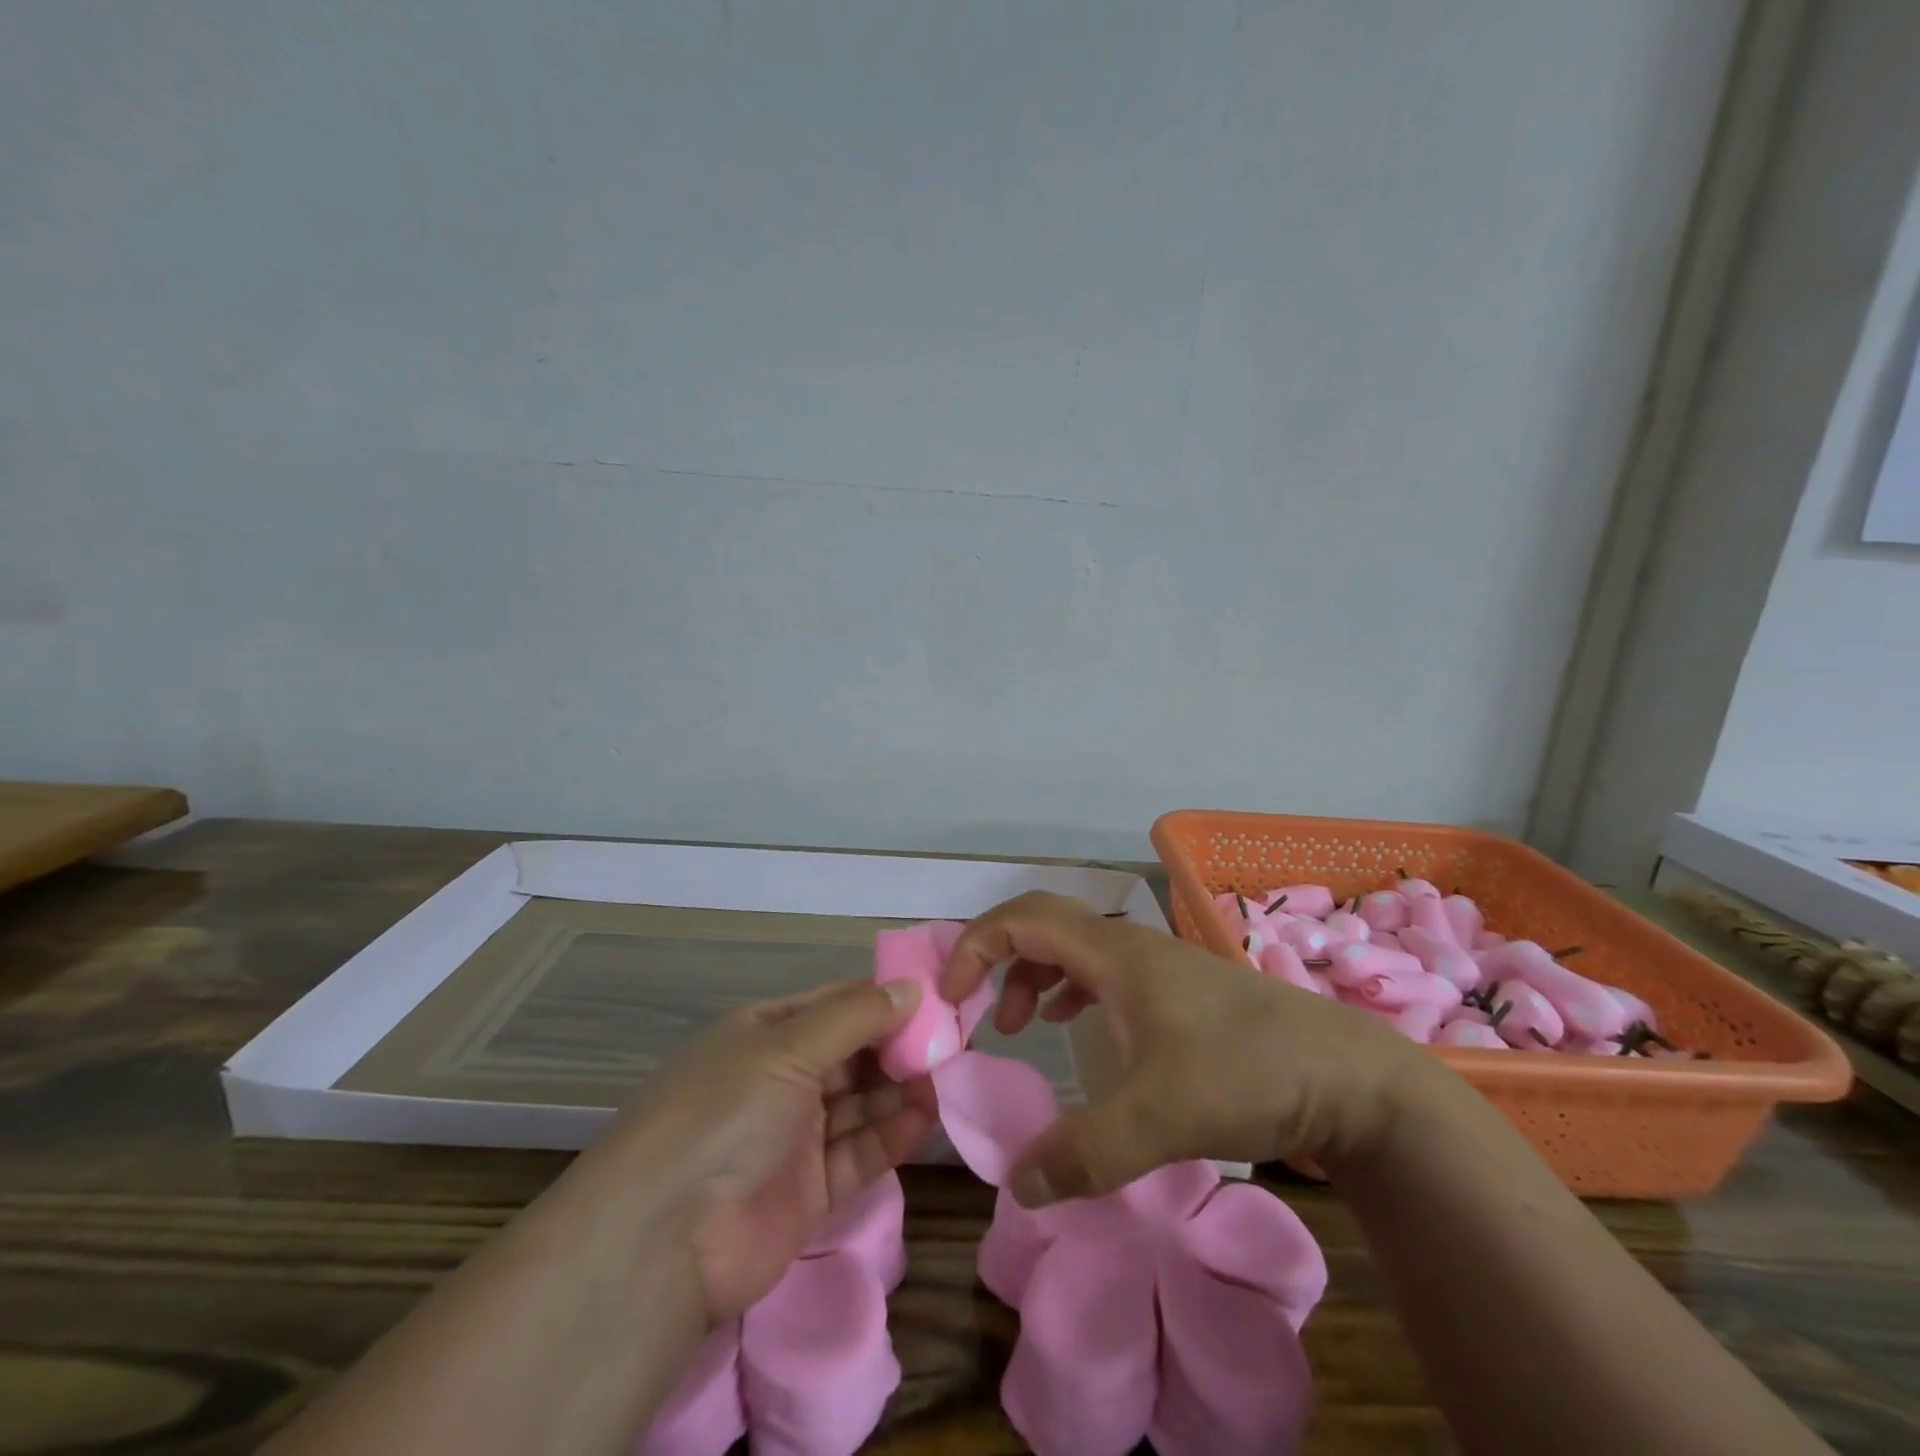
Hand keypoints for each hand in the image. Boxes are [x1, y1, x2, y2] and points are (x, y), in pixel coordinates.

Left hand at [602, 978, 933, 1324]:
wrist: (663, 1241)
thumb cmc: (725, 1113)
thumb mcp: (787, 1047)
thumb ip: (855, 1017)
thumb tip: (913, 988)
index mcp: (765, 1033)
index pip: (835, 1004)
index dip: (883, 999)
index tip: (935, 996)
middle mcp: (780, 1078)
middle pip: (852, 1053)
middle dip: (898, 1045)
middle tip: (952, 1041)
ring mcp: (794, 1135)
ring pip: (860, 1102)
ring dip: (900, 1089)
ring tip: (946, 1077)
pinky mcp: (809, 1189)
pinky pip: (858, 1152)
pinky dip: (890, 1135)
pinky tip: (924, 1118)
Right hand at [940, 891, 1440, 1205]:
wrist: (1348, 1077)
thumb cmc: (1248, 1073)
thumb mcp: (1161, 1119)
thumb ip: (1084, 1154)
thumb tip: (1015, 1184)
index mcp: (1115, 952)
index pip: (1022, 919)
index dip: (975, 945)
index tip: (952, 996)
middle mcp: (1130, 946)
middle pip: (1043, 925)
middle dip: (998, 958)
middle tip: (978, 1012)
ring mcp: (1157, 966)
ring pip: (1073, 947)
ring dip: (1033, 974)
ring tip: (1020, 1024)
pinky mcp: (1177, 991)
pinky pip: (1102, 971)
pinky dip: (1069, 988)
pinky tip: (1072, 1023)